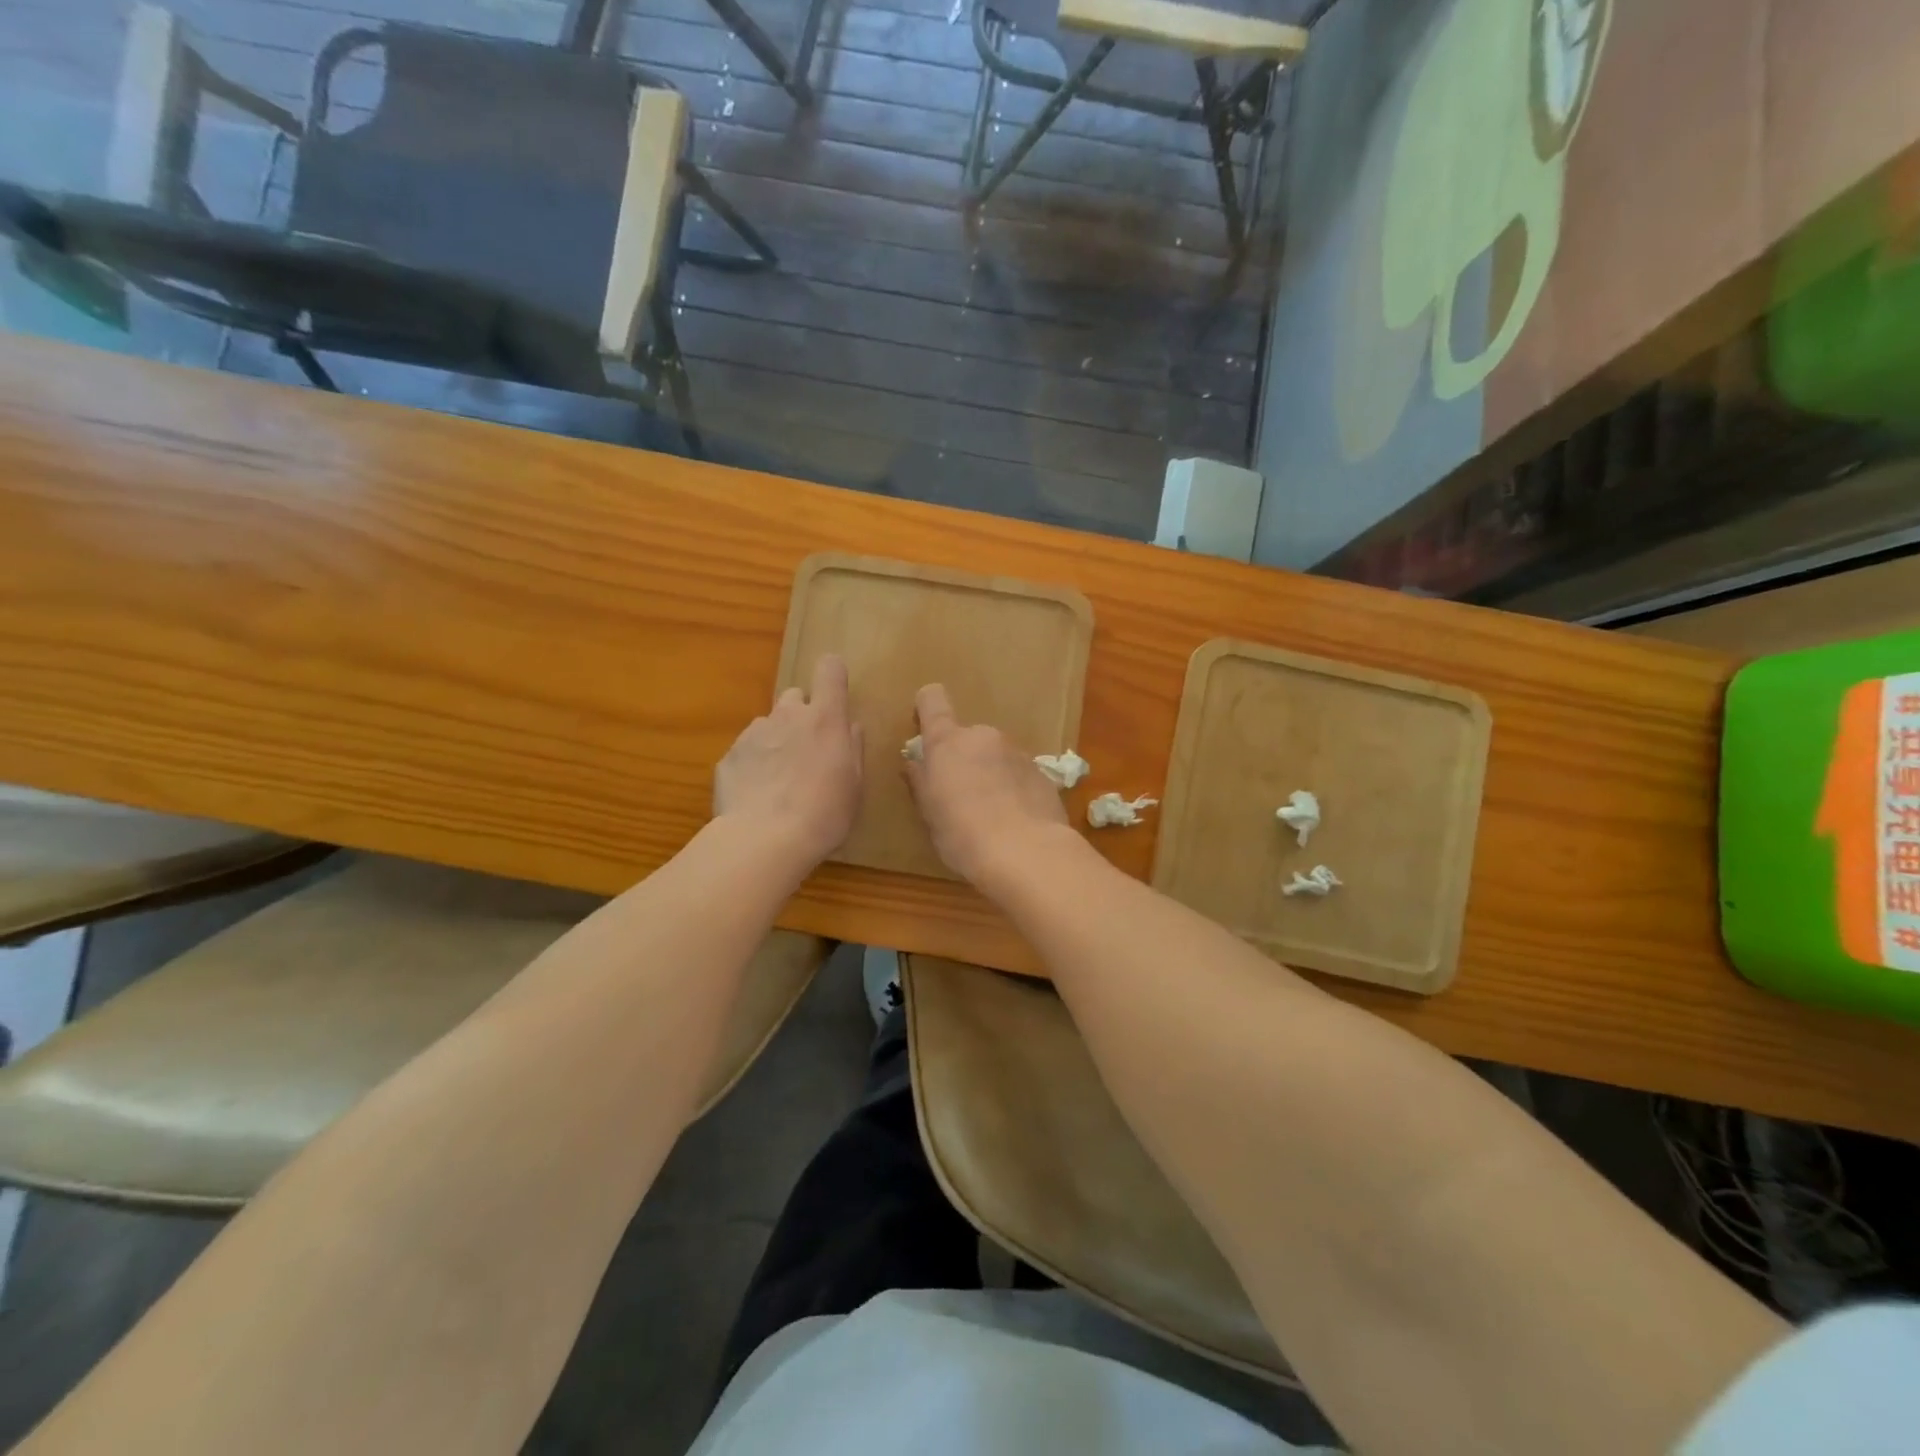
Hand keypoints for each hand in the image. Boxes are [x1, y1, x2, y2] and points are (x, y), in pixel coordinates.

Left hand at [715, 654, 863, 868]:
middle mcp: (787, 715)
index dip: (833, 676)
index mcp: (824, 718)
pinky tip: (758, 795)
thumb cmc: (824, 813)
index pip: (830, 669)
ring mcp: (754, 733)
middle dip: (803, 715)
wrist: (763, 840)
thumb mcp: (854, 784)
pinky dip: (754, 764)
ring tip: (780, 779)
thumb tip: (850, 726)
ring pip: (769, 724)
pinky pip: (747, 750)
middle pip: (795, 696)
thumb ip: (852, 747)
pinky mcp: (729, 756)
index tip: (836, 694)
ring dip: (777, 740)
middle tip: (809, 750)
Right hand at [902, 683, 1071, 886]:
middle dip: (963, 759)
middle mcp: (983, 736)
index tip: (923, 728)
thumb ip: (921, 782)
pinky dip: (1013, 789)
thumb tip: (915, 763)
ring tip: (990, 814)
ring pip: (995, 756)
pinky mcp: (1042, 772)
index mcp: (947, 742)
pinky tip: (1014, 821)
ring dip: (990, 774)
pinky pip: (1018, 774)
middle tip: (959, 796)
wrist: (1027, 853)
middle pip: (966, 737)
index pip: (933, 701)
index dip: (926, 708)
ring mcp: (1016, 752)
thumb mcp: (930, 813)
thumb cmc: (963, 834)